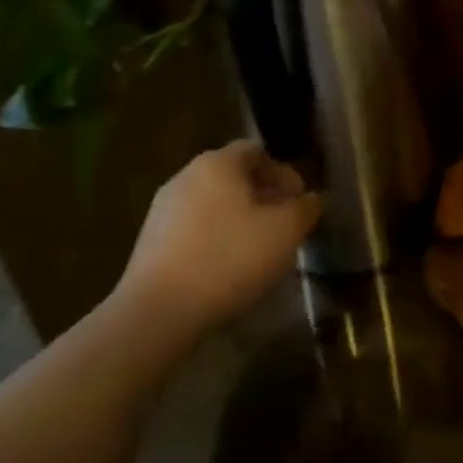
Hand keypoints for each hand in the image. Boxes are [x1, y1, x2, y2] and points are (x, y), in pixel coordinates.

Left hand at [114, 139, 320, 331]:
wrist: (159, 311)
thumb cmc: (230, 258)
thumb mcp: (285, 231)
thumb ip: (305, 208)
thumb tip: (312, 199)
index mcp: (218, 163)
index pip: (256, 151)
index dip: (284, 172)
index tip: (300, 201)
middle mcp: (186, 176)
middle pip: (234, 176)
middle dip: (263, 196)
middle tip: (285, 225)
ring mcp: (163, 209)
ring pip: (214, 203)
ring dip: (240, 218)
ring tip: (259, 249)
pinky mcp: (150, 241)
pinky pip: (194, 228)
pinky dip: (216, 238)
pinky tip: (228, 267)